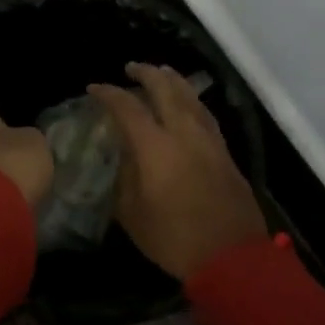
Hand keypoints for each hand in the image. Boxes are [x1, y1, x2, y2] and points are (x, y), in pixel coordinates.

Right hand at [89, 62, 267, 280]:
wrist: (231, 257)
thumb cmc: (173, 238)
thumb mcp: (133, 214)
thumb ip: (125, 179)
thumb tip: (124, 158)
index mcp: (155, 147)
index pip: (128, 108)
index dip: (109, 94)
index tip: (94, 89)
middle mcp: (184, 134)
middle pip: (166, 89)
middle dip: (147, 73)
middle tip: (131, 68)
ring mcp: (210, 142)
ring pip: (192, 98)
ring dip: (174, 81)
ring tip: (162, 73)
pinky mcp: (225, 154)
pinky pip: (205, 115)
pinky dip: (191, 101)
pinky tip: (188, 105)